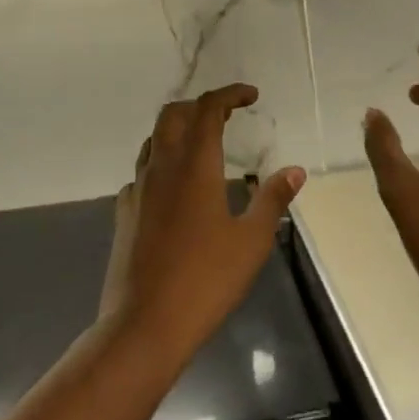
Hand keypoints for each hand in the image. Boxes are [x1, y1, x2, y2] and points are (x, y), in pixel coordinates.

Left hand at [101, 85, 305, 364]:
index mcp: (195, 166)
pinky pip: (142, 172)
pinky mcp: (124, 213)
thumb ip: (272, 199)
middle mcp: (161, 167)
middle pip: (173, 114)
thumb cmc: (206, 280)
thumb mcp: (252, 240)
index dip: (229, 94)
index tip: (251, 95)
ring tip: (204, 144)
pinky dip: (162, 164)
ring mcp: (137, 189)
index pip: (208, 109)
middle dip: (200, 105)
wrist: (144, 325)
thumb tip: (294, 170)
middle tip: (227, 114)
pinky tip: (176, 188)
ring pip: (154, 140)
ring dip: (178, 130)